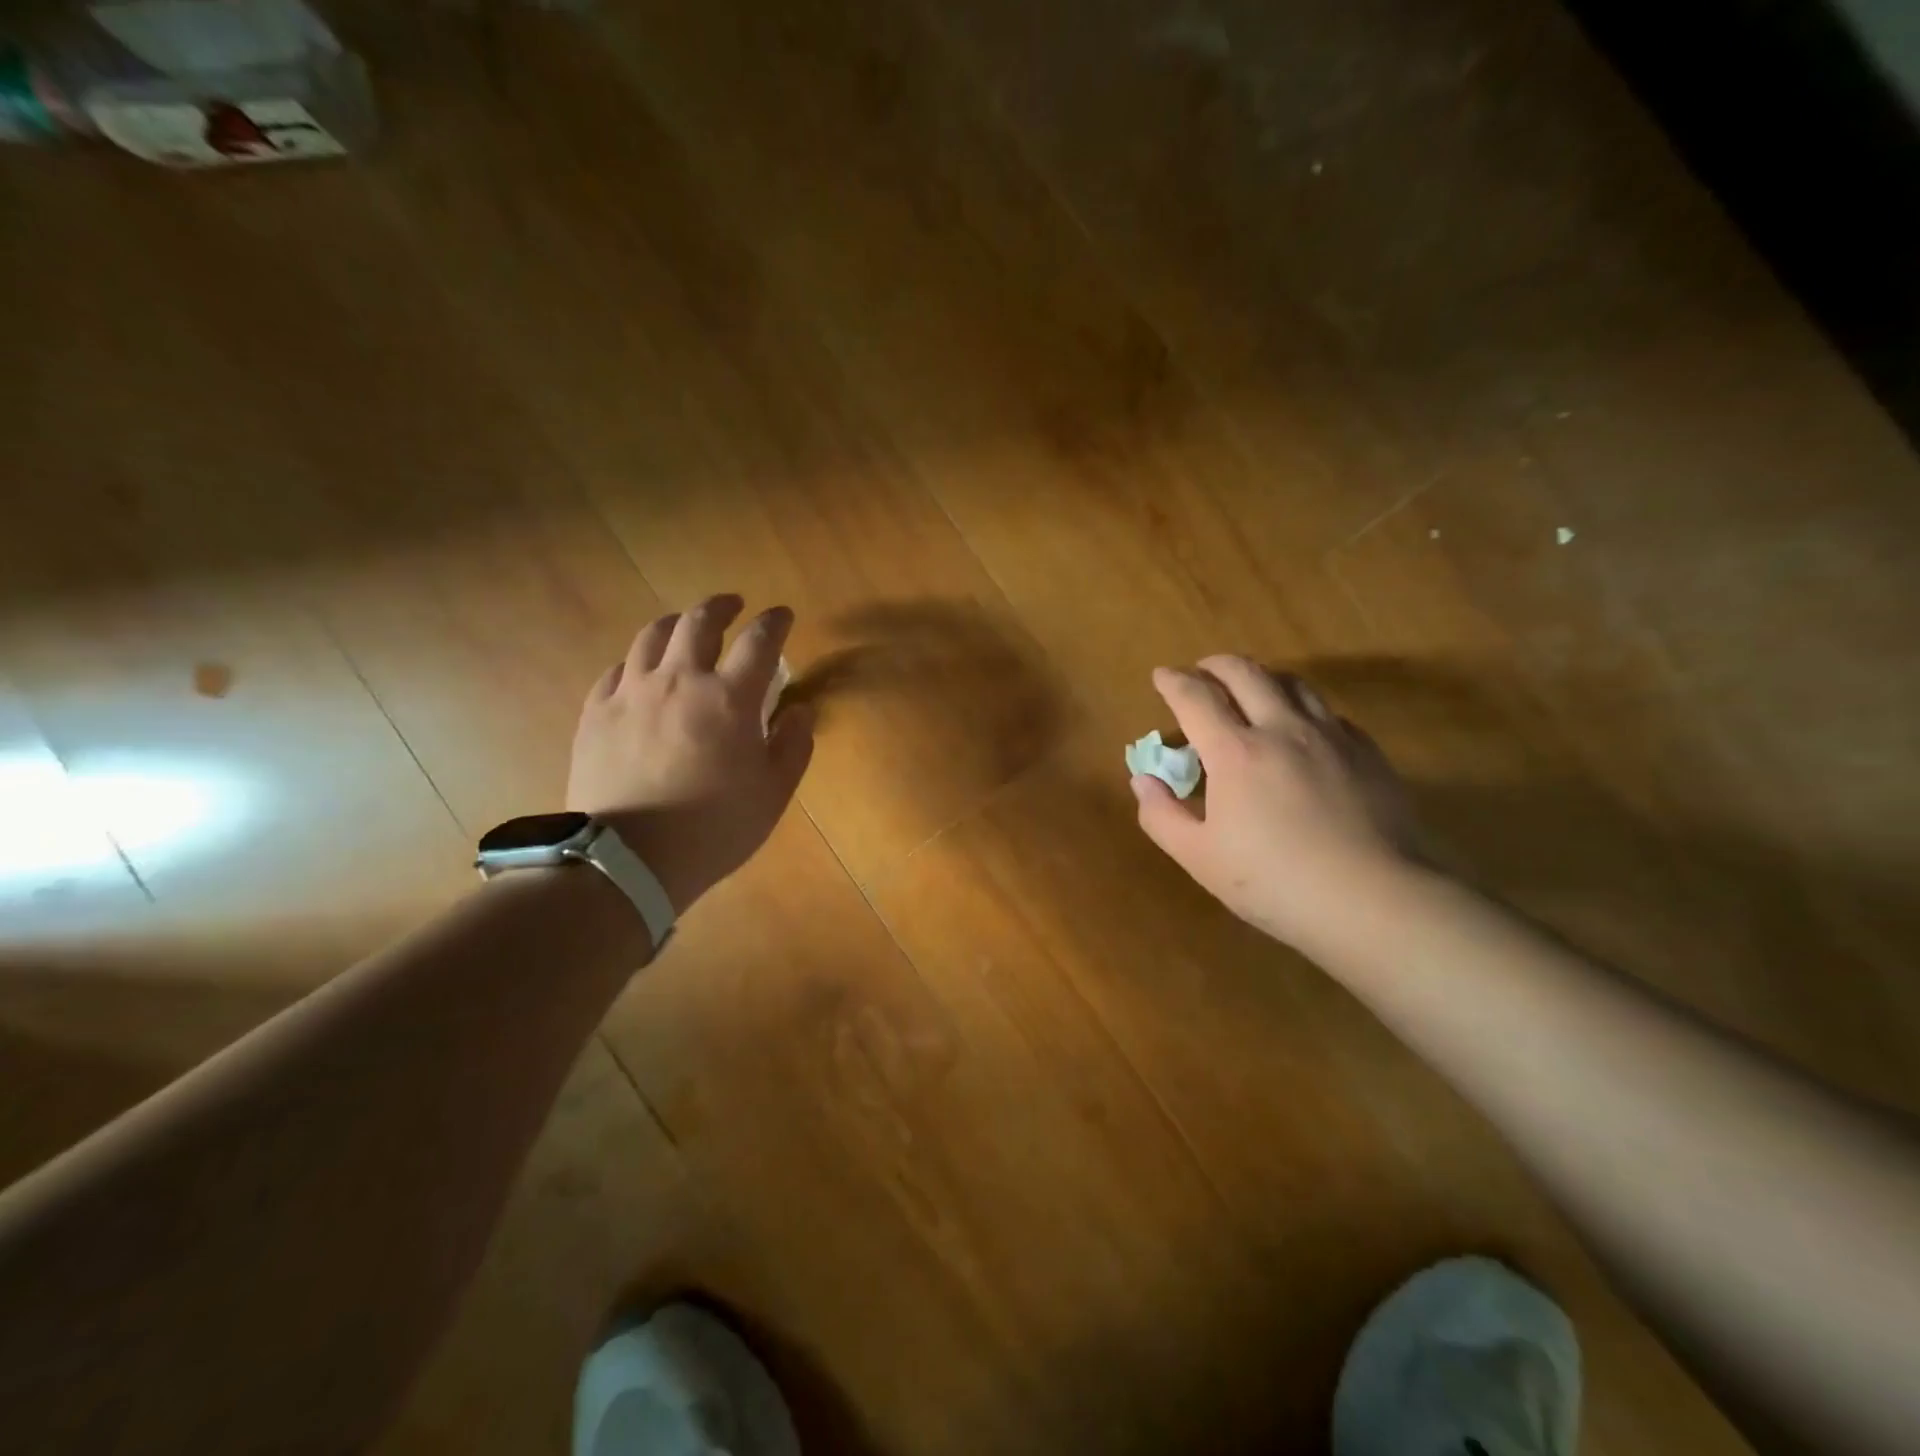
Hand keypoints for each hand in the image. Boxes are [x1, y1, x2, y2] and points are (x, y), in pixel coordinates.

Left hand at [568, 595, 813, 914]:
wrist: (627, 859)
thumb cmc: (714, 828)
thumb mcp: (773, 793)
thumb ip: (793, 745)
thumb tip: (799, 710)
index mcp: (729, 698)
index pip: (760, 641)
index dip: (775, 622)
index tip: (783, 616)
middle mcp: (679, 680)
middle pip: (699, 622)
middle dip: (721, 606)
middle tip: (733, 605)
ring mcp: (631, 693)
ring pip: (652, 636)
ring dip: (676, 623)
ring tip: (684, 627)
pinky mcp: (596, 713)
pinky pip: (616, 670)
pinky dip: (636, 662)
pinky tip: (640, 673)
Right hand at [1131, 656, 1416, 945]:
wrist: (1376, 900)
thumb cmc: (1275, 883)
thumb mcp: (1200, 858)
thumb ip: (1162, 815)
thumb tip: (1143, 779)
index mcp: (1235, 752)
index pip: (1195, 698)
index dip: (1173, 681)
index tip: (1161, 675)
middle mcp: (1281, 729)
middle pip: (1246, 673)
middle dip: (1216, 665)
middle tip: (1201, 671)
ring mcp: (1330, 736)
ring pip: (1292, 683)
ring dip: (1262, 676)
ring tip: (1250, 688)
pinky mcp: (1366, 752)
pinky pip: (1327, 712)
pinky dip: (1302, 707)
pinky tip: (1301, 728)